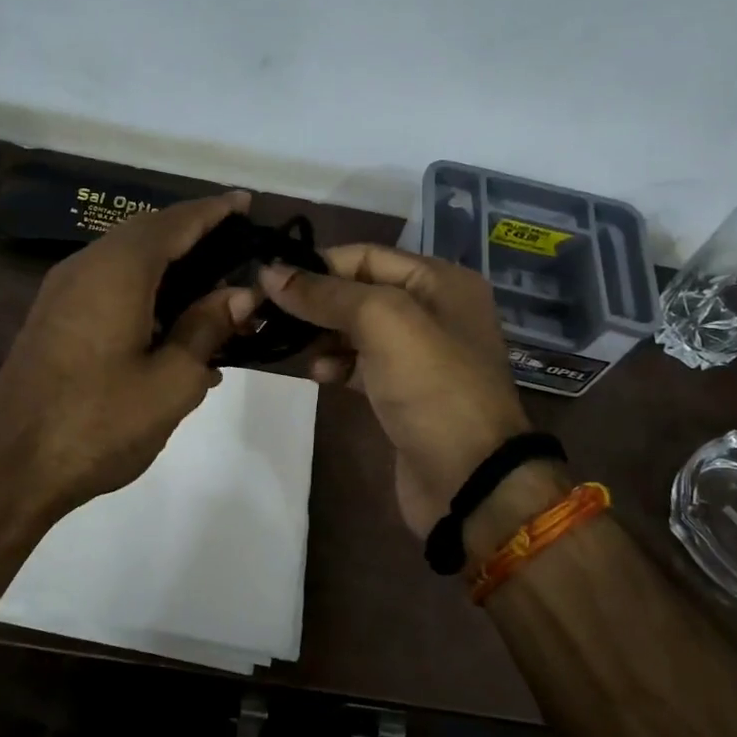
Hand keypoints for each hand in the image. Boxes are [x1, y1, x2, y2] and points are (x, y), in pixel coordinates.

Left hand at [0, 191, 259, 521]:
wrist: (10, 469)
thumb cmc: (99, 424)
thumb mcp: (171, 382)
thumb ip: (207, 329)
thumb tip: (240, 294)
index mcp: (117, 271)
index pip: (174, 223)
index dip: (214, 211)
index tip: (246, 202)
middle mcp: (85, 267)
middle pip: (147, 233)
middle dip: (192, 233)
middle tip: (236, 244)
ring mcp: (61, 293)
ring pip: (125, 260)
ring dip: (169, 265)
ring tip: (212, 286)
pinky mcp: (52, 320)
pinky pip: (108, 285)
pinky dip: (145, 290)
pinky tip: (171, 327)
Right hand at [258, 245, 532, 536]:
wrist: (469, 480)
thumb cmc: (432, 387)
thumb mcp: (383, 323)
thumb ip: (326, 294)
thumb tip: (270, 272)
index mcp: (440, 281)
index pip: (366, 256)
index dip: (317, 264)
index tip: (268, 279)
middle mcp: (433, 311)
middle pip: (359, 291)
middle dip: (315, 301)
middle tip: (267, 313)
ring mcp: (420, 355)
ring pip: (356, 330)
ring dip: (321, 334)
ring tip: (289, 345)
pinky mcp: (404, 393)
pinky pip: (361, 365)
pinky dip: (336, 364)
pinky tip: (318, 373)